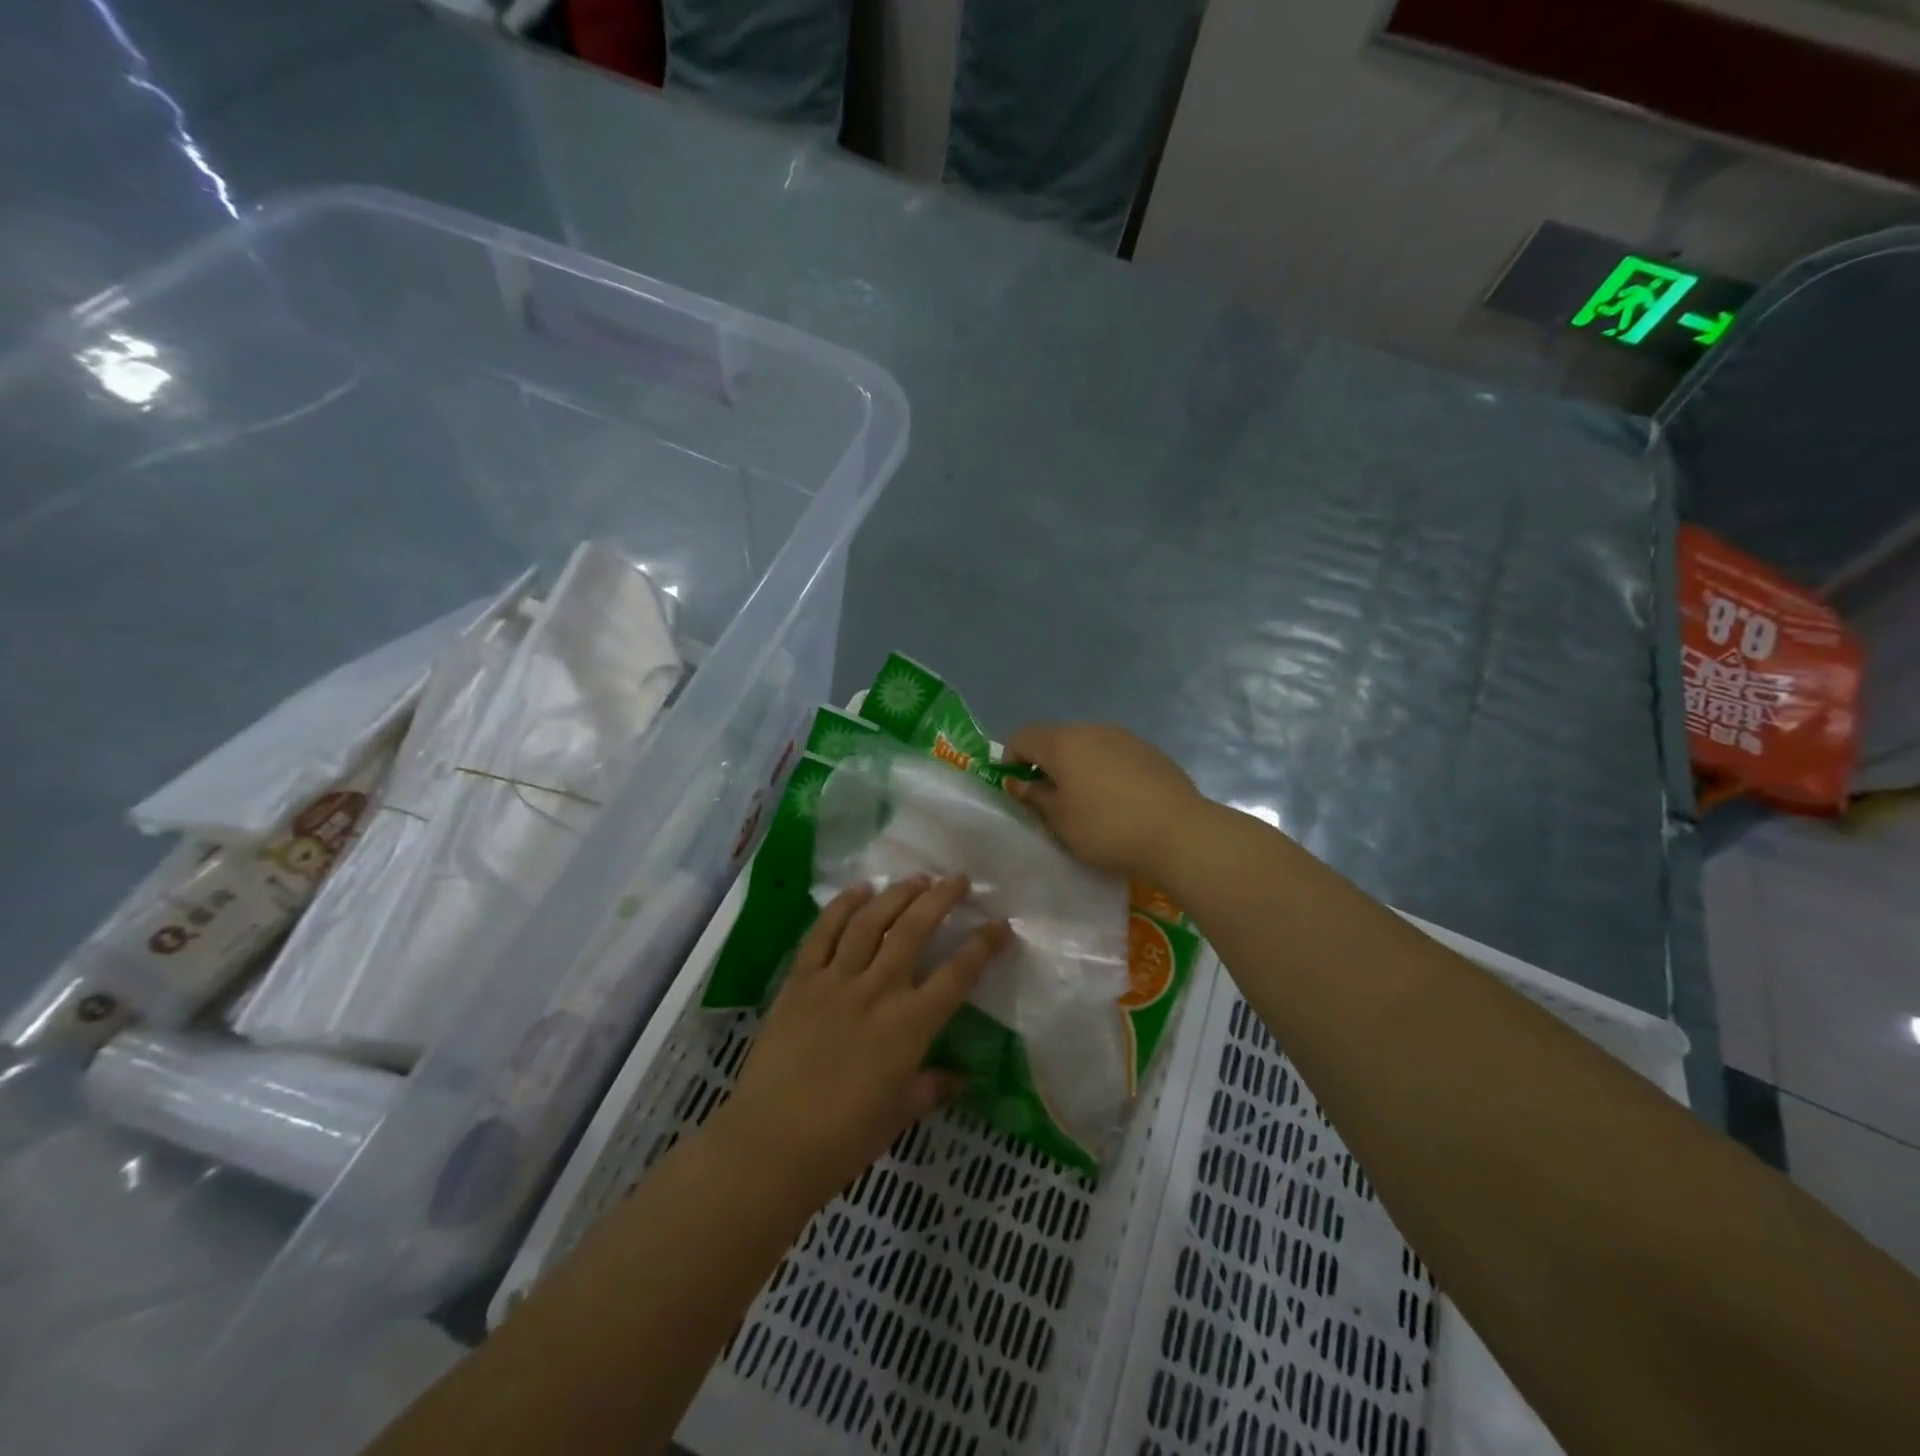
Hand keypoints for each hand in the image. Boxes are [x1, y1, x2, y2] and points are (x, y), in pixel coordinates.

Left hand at [714, 876, 1009, 1214]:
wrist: (770, 1145)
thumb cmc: (844, 1140)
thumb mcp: (900, 1114)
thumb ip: (932, 1087)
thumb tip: (961, 1077)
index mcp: (909, 1026)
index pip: (957, 974)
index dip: (983, 945)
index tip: (1000, 924)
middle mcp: (877, 991)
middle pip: (914, 930)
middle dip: (940, 899)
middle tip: (957, 880)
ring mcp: (835, 981)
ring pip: (871, 921)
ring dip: (897, 894)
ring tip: (916, 879)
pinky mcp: (800, 981)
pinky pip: (822, 932)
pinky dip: (842, 906)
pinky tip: (859, 889)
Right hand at [1004, 722, 1203, 879]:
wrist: (1179, 834)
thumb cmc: (1106, 828)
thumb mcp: (1059, 820)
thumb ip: (1035, 797)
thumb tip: (1020, 782)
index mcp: (1062, 742)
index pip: (1022, 737)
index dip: (1010, 760)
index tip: (1017, 790)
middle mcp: (1092, 729)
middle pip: (1055, 738)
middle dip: (1045, 764)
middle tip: (1049, 800)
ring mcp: (1124, 737)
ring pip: (1087, 745)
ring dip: (1076, 767)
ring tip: (1085, 802)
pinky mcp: (1150, 751)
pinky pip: (1113, 755)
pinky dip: (1104, 771)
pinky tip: (1117, 801)